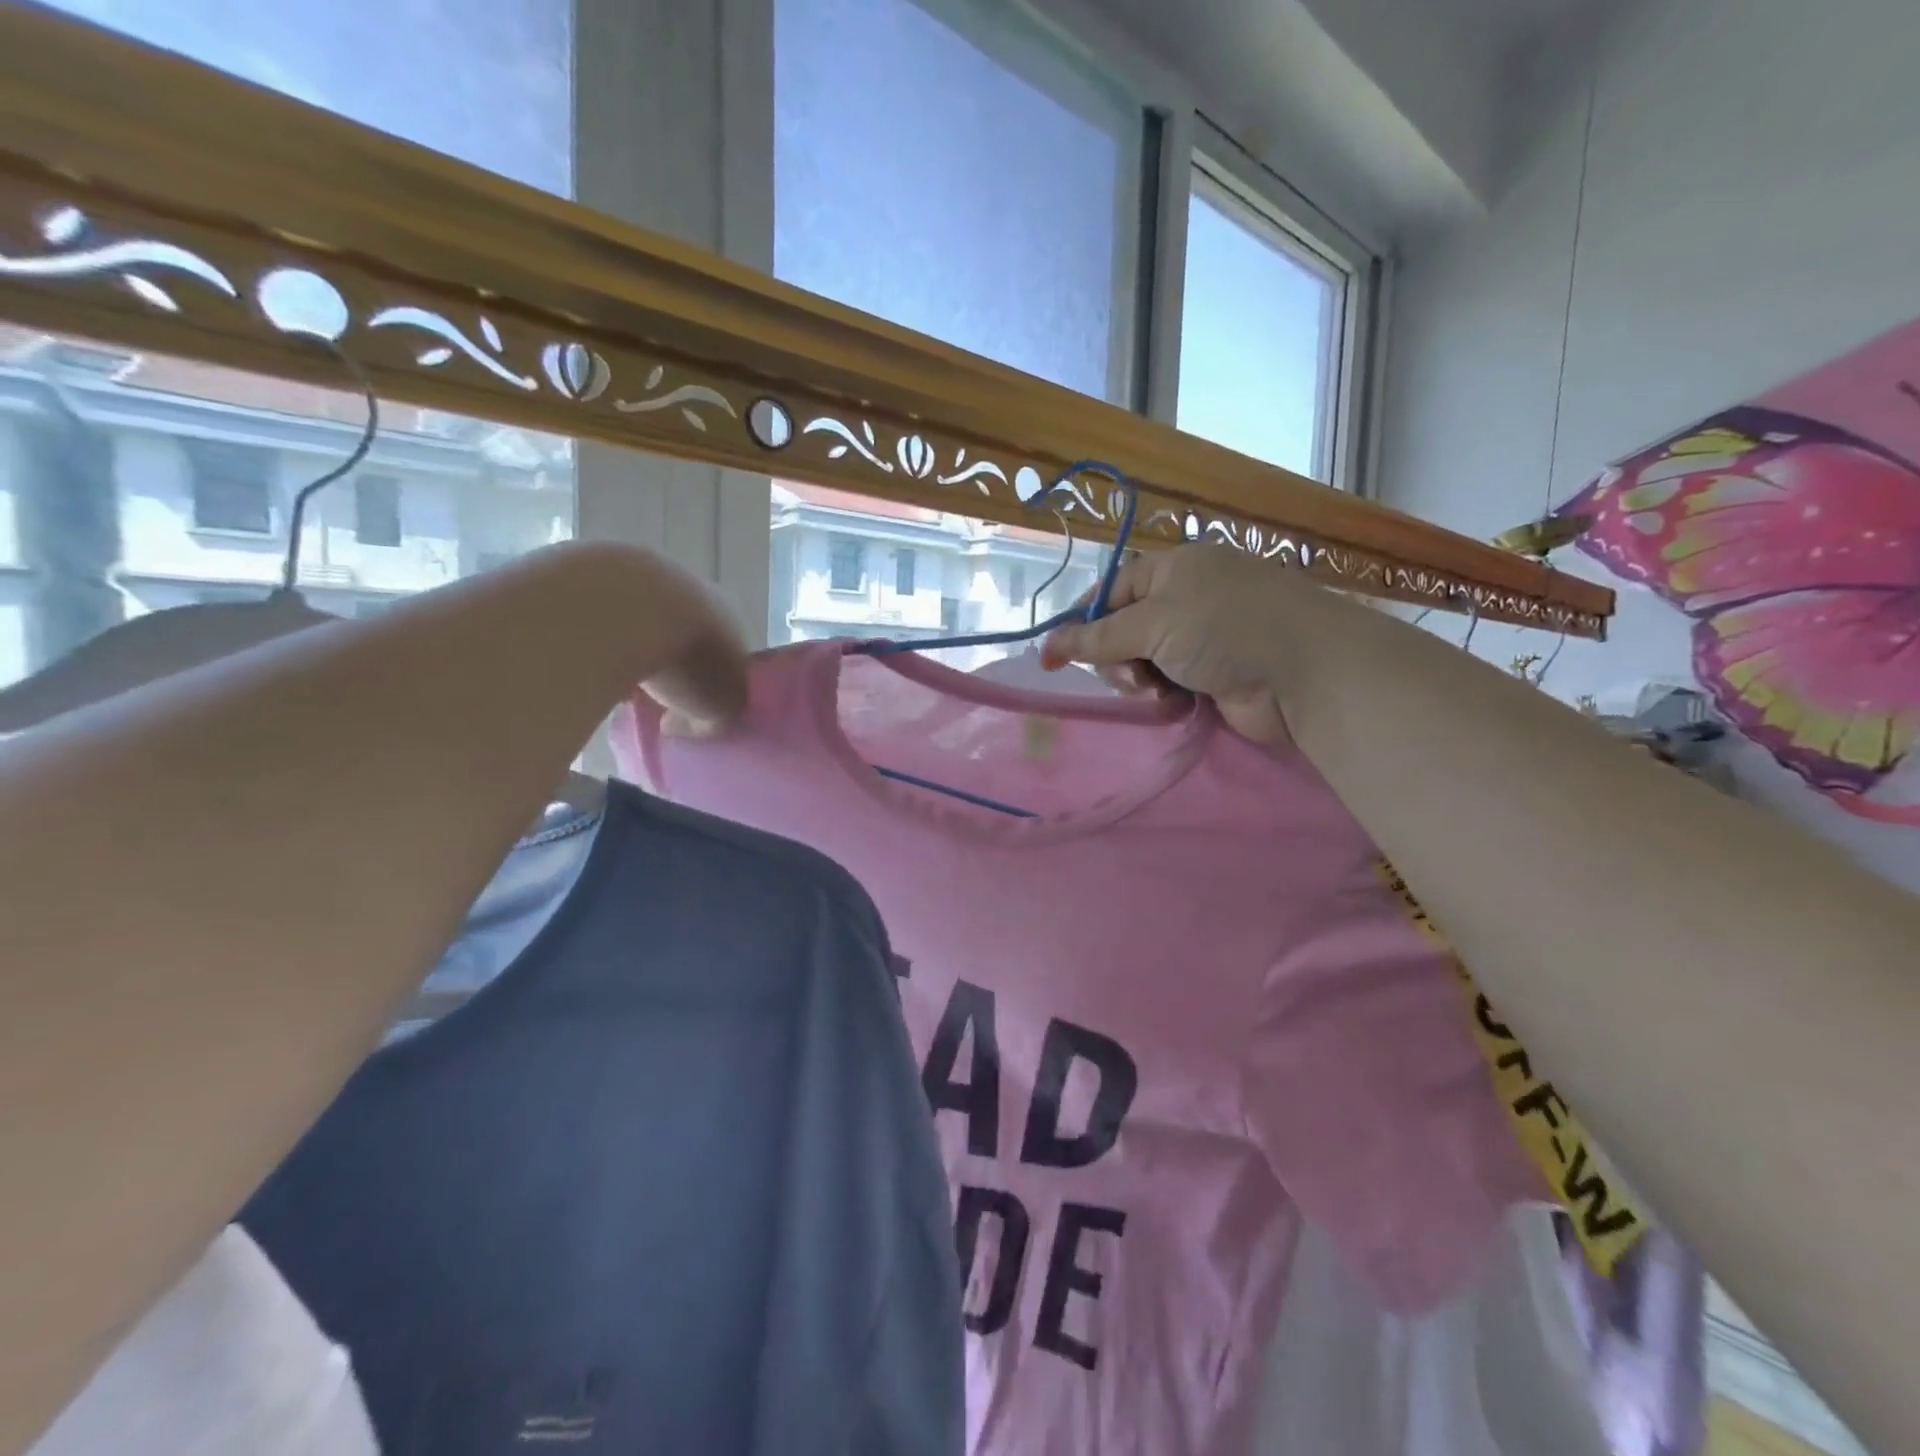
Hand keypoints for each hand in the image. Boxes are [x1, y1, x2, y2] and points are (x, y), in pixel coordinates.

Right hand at [1040, 544, 1329, 747]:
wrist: (1305, 673)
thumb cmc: (1225, 627)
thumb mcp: (1153, 622)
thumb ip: (1097, 638)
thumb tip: (1047, 647)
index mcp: (1174, 568)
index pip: (1111, 590)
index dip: (1080, 622)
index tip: (1054, 655)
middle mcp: (1187, 599)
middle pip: (1123, 630)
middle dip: (1117, 657)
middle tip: (1132, 677)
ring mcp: (1202, 638)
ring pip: (1143, 662)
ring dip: (1140, 679)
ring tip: (1158, 690)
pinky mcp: (1213, 675)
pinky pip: (1168, 684)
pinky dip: (1164, 694)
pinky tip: (1175, 702)